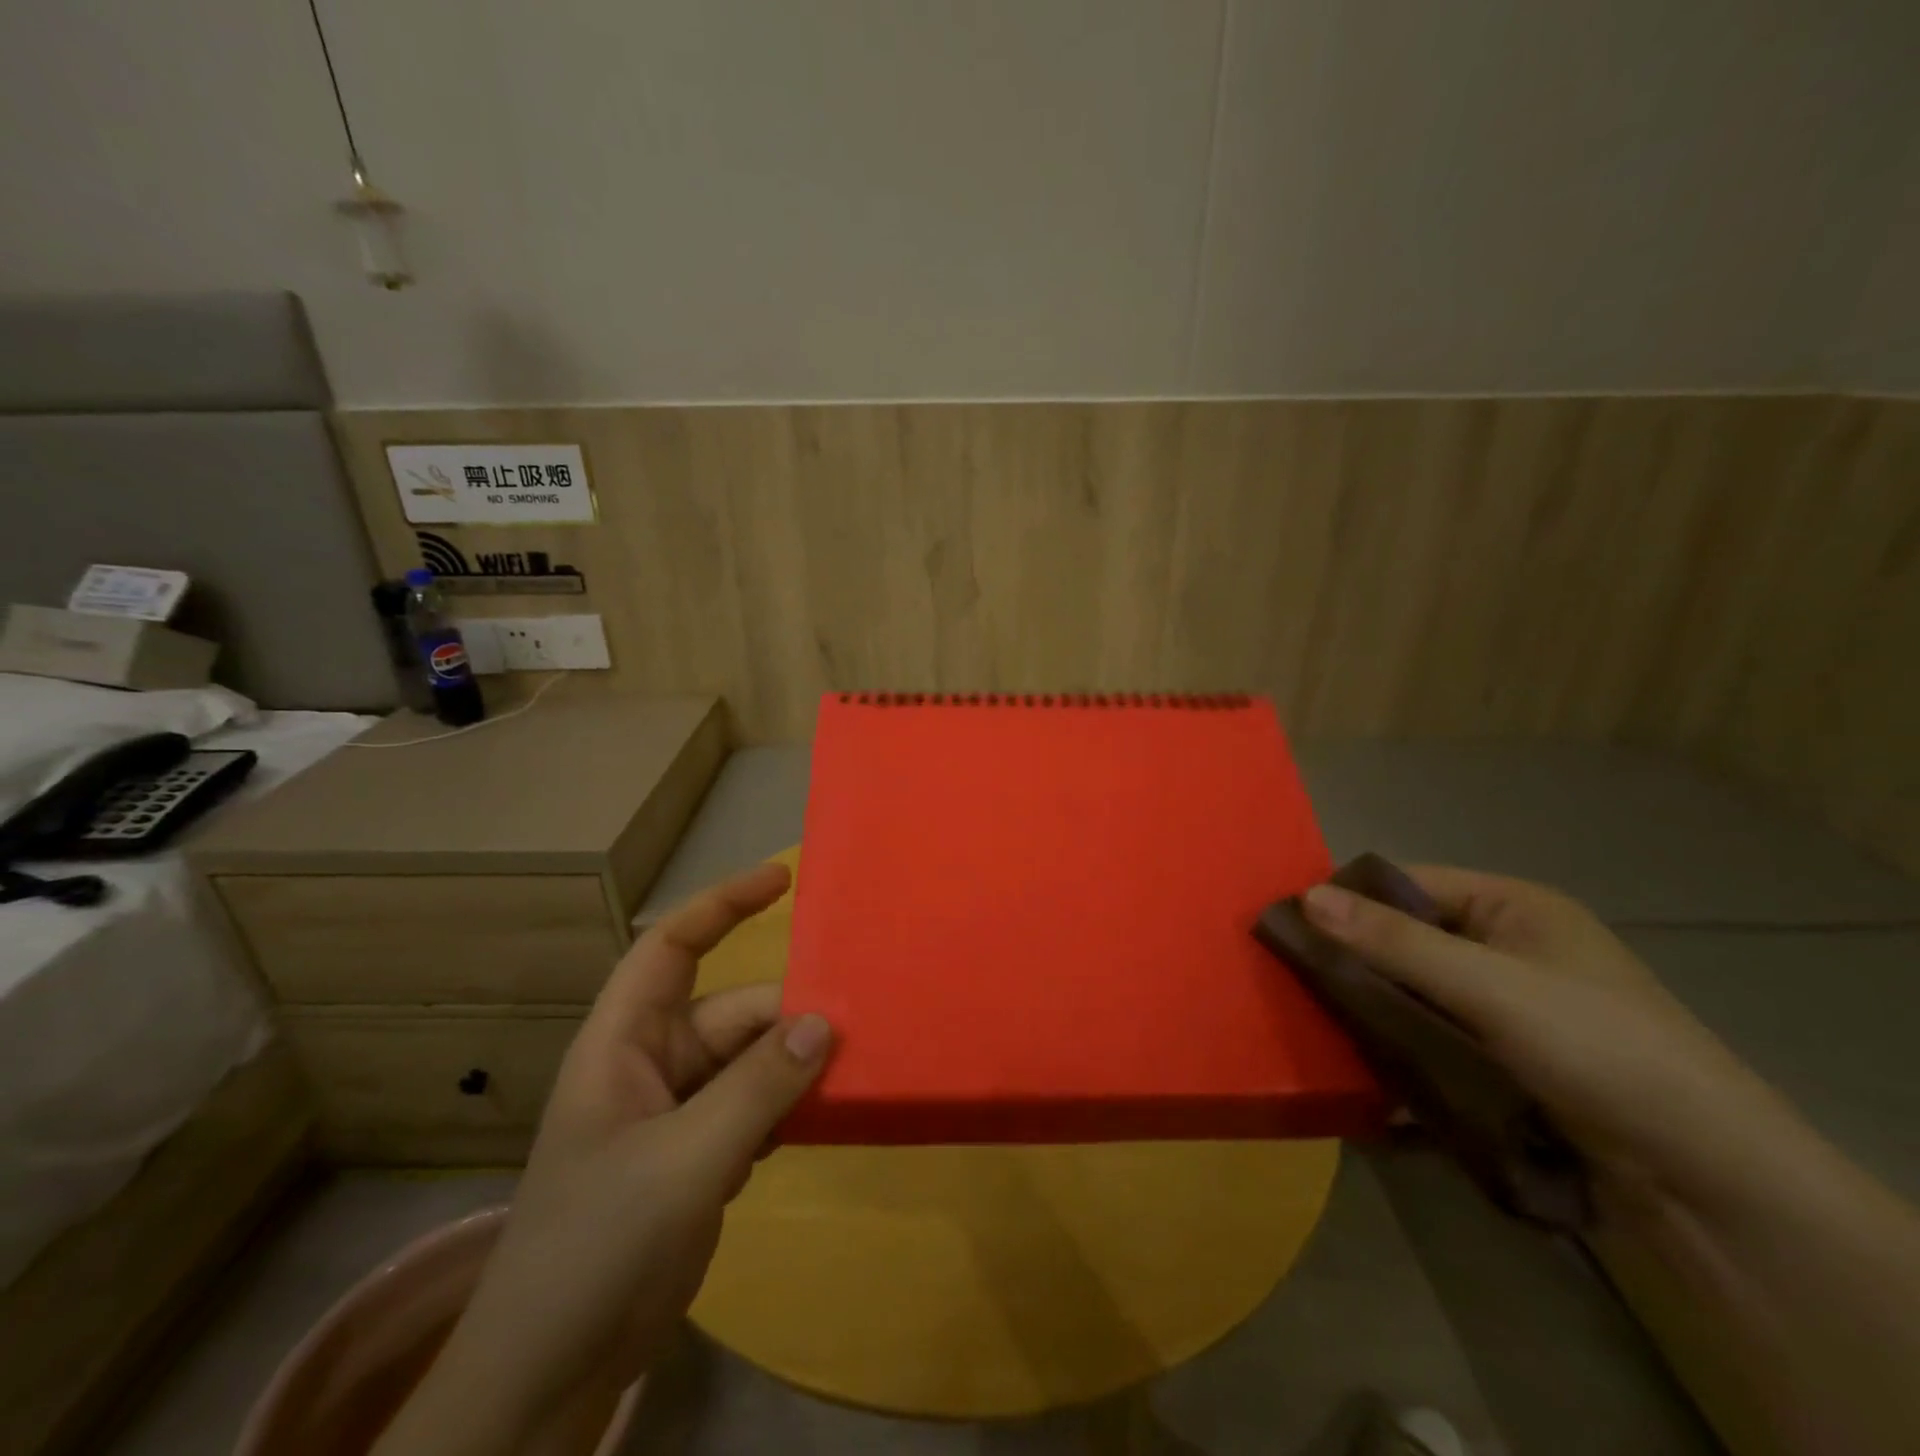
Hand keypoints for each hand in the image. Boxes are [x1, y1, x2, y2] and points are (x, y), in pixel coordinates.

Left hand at [375, 862, 832, 1454]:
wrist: (548, 1376)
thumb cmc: (595, 1247)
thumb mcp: (682, 1162)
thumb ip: (757, 1090)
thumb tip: (824, 1024)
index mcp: (625, 1042)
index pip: (671, 948)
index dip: (721, 905)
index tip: (781, 880)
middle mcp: (653, 1064)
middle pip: (735, 1014)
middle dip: (790, 1017)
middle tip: (861, 1026)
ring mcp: (679, 1112)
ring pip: (753, 1062)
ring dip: (797, 1066)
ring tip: (859, 1066)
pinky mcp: (700, 1155)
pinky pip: (758, 1105)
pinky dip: (791, 1107)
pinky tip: (827, 1119)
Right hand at [1300, 866, 1785, 1216]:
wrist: (1710, 1186)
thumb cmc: (1601, 1051)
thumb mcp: (1490, 987)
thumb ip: (1395, 943)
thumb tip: (1304, 897)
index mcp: (1512, 907)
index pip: (1405, 884)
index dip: (1347, 900)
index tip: (1286, 926)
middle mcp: (1505, 949)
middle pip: (1404, 940)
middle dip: (1351, 961)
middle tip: (1287, 981)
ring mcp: (1504, 1010)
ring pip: (1411, 995)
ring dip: (1367, 1011)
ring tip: (1306, 1026)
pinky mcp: (1501, 1063)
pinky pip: (1428, 1041)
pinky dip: (1394, 1051)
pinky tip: (1352, 1071)